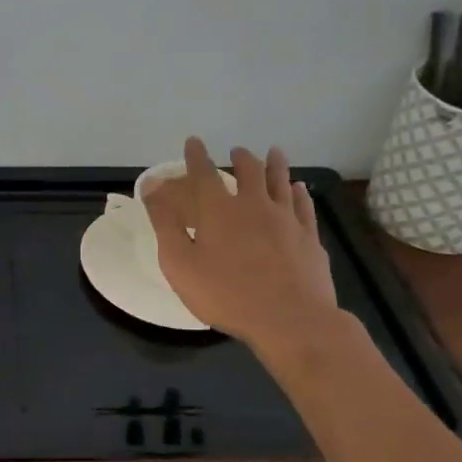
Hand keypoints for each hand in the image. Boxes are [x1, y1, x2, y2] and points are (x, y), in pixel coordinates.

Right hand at [143, 137, 339, 353]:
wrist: (290, 320)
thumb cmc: (226, 294)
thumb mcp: (180, 263)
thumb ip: (165, 224)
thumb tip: (152, 188)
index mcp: (219, 210)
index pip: (204, 173)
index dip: (197, 155)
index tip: (194, 141)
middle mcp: (254, 205)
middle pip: (249, 171)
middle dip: (241, 158)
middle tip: (237, 151)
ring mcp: (286, 220)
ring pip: (280, 182)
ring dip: (275, 165)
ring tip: (273, 152)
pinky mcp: (309, 238)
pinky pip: (304, 206)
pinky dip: (299, 193)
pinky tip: (299, 189)